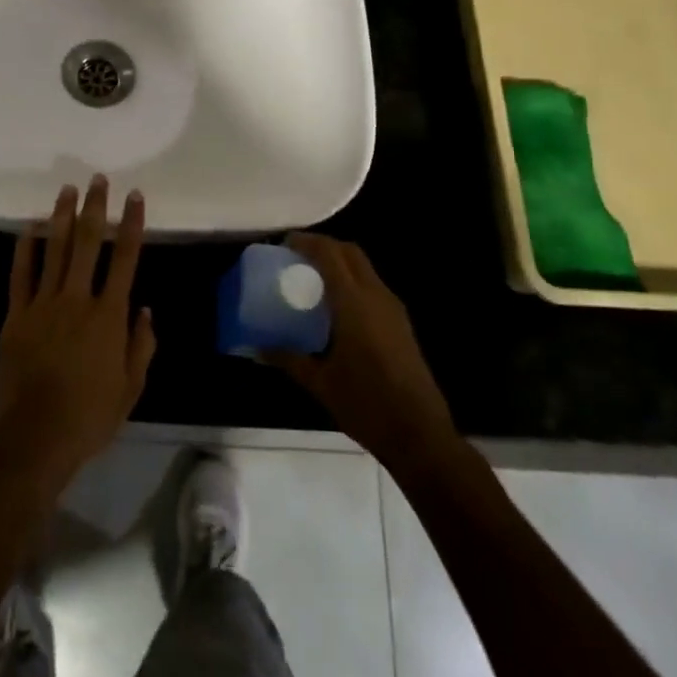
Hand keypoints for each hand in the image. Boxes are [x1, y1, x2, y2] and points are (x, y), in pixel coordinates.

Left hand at [0, 177, 156, 477]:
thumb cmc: (91, 414)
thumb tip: (145, 309)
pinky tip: (29, 227)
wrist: (38, 434)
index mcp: (109, 315)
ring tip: (66, 190)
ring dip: (62, 217)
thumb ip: (141, 344)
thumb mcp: (132, 387)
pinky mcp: (17, 315)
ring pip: (55, 250)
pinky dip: (25, 249)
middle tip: (97, 180)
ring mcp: (44, 304)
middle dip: (95, 208)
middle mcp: (78, 299)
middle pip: (88, 243)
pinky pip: (21, 275)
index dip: (132, 224)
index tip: (135, 196)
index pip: (125, 259)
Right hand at [270, 233, 456, 467]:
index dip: (307, 242)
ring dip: (339, 262)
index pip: (330, 254)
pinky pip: (372, 286)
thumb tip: (257, 347)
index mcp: (354, 302)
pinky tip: (335, 305)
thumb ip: (288, 358)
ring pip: (364, 267)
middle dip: (324, 246)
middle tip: (297, 257)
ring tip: (312, 278)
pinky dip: (351, 280)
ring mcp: (393, 309)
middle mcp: (376, 296)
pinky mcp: (401, 323)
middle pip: (350, 252)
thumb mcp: (319, 382)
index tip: (284, 244)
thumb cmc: (365, 404)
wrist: (419, 434)